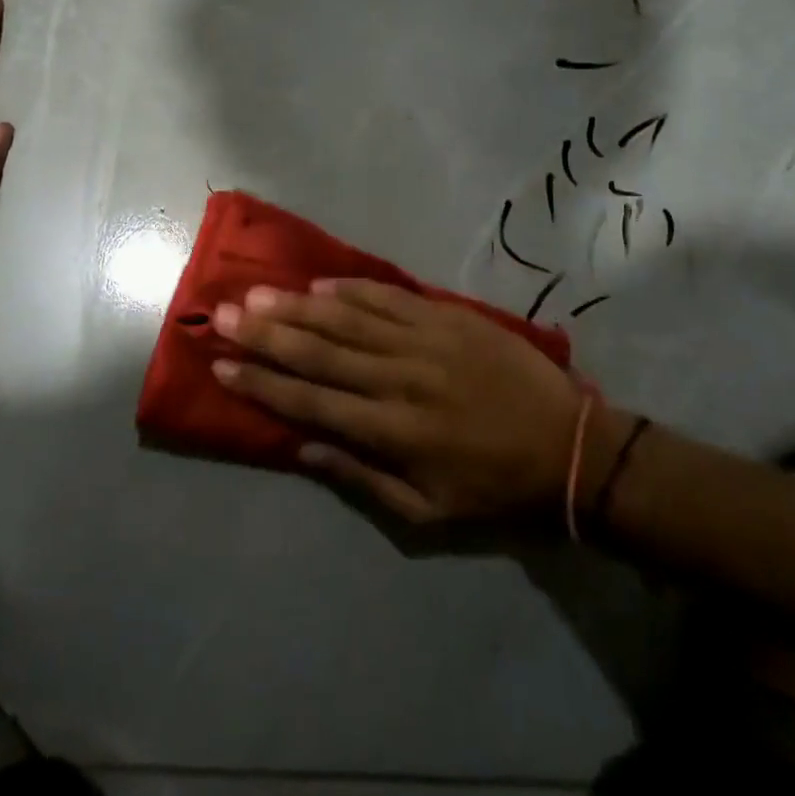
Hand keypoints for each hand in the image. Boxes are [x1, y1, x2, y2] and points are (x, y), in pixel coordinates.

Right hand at [212, 279, 611, 524]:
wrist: (570, 446)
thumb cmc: (495, 487)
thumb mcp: (428, 512)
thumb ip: (362, 478)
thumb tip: (304, 448)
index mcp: (393, 432)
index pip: (312, 403)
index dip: (263, 385)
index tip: (224, 367)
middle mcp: (400, 380)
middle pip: (320, 353)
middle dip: (266, 334)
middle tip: (224, 315)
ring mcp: (425, 342)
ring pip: (348, 320)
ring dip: (298, 306)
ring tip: (257, 292)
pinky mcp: (448, 318)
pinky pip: (391, 299)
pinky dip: (353, 291)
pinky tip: (321, 283)